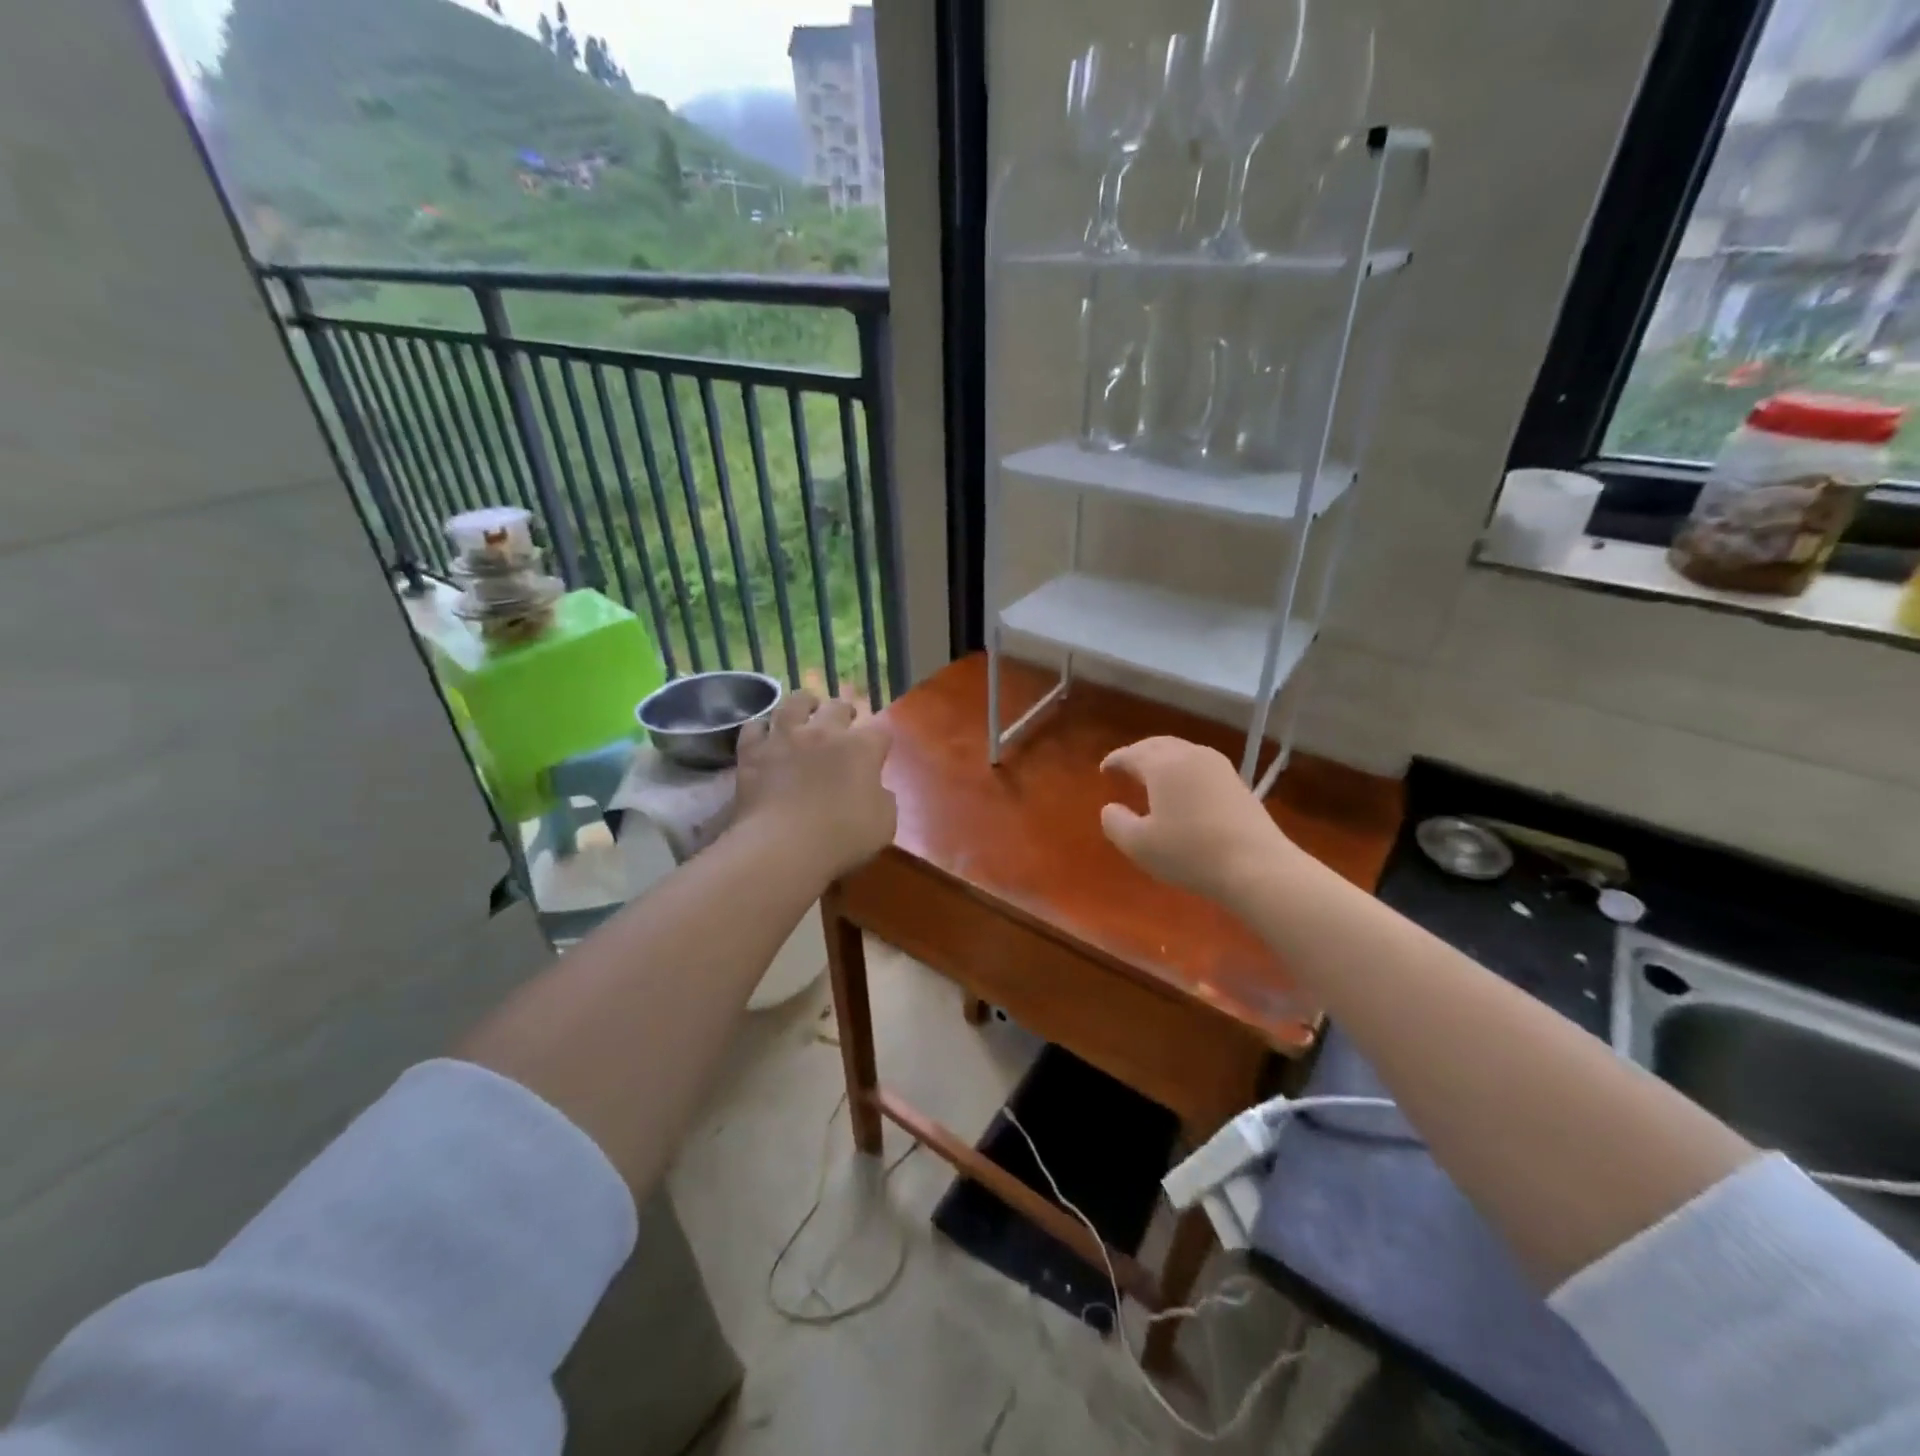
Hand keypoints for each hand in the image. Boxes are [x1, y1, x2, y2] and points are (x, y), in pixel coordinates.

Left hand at [733, 690, 895, 879]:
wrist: (782, 846)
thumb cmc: (841, 838)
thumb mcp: (884, 825)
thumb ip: (883, 800)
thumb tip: (877, 791)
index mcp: (861, 748)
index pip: (880, 732)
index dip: (881, 740)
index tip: (879, 750)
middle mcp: (824, 732)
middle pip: (837, 707)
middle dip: (845, 711)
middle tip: (845, 719)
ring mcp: (785, 738)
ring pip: (794, 703)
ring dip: (804, 703)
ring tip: (806, 706)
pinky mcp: (752, 751)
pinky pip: (754, 727)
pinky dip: (762, 728)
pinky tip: (764, 733)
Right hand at [1099, 736, 1295, 903]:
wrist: (1256, 866)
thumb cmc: (1190, 853)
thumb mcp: (1139, 845)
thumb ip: (1116, 823)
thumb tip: (1110, 808)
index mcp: (1163, 765)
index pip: (1132, 754)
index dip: (1115, 760)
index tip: (1104, 769)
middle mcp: (1191, 755)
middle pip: (1158, 745)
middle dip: (1139, 753)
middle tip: (1126, 767)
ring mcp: (1219, 767)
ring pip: (1183, 752)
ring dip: (1163, 759)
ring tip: (1153, 776)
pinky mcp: (1237, 783)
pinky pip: (1200, 765)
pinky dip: (1183, 770)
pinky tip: (1183, 789)